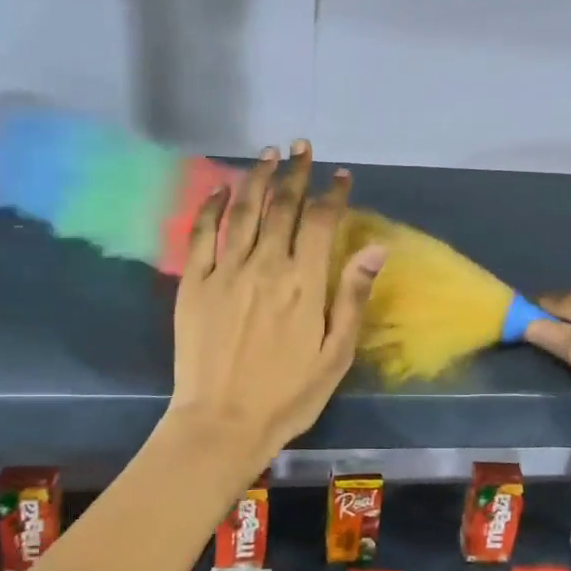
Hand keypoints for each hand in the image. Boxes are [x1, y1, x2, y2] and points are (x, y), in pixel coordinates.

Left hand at [167, 141, 385, 468]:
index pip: (322, 222)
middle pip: (282, 206)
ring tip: (268, 154)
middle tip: (302, 147)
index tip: (341, 175)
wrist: (222, 423)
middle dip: (295, 172)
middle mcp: (266, 266)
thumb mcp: (336, 354)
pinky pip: (202, 234)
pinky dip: (212, 206)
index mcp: (304, 283)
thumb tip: (376, 248)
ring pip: (243, 211)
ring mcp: (226, 271)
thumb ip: (352, 297)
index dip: (333, 194)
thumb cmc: (288, 395)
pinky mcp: (194, 283)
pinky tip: (221, 188)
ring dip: (257, 178)